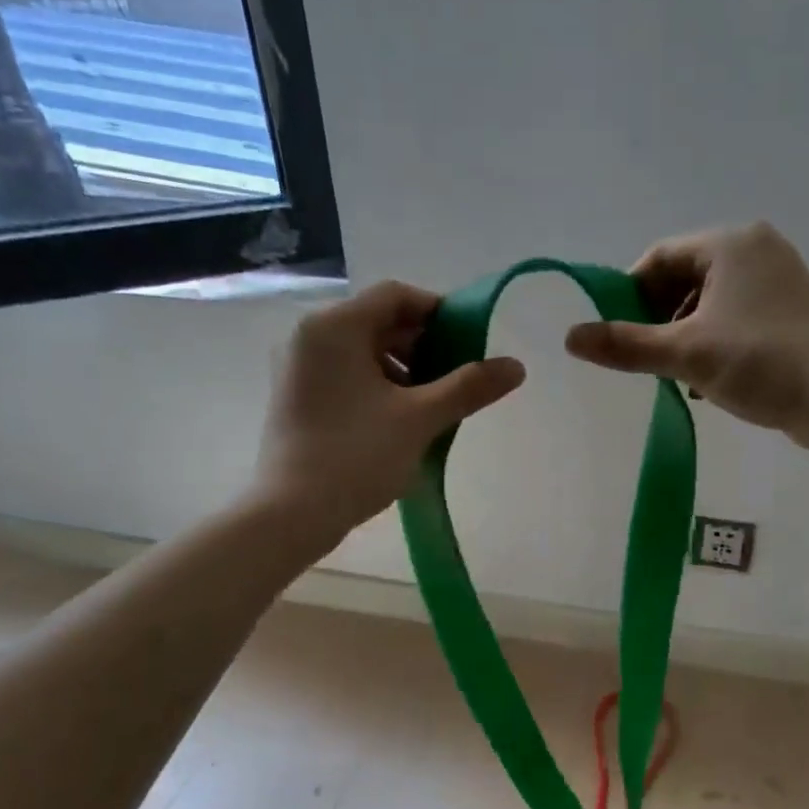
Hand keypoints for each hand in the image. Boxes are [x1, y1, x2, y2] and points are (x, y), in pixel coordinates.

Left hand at [255, 281, 525, 539]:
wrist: (291, 513)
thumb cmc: (357, 455)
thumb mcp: (421, 418)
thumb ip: (469, 387)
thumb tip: (516, 366)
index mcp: (334, 326)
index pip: (396, 296)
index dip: (438, 313)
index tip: (469, 344)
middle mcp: (307, 335)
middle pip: (377, 321)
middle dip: (422, 346)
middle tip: (454, 379)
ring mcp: (296, 366)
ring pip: (360, 350)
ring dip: (401, 368)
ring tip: (430, 405)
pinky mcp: (294, 396)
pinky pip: (343, 373)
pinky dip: (375, 385)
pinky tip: (398, 419)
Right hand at [565, 222, 808, 449]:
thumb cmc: (759, 363)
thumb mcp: (685, 354)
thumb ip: (626, 345)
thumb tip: (570, 337)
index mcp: (730, 244)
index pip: (659, 258)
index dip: (629, 294)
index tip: (614, 333)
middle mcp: (755, 250)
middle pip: (683, 279)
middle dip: (657, 319)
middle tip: (643, 358)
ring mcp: (776, 282)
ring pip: (707, 302)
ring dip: (682, 336)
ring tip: (673, 375)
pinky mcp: (787, 312)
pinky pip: (733, 318)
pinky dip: (711, 343)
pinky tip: (703, 381)